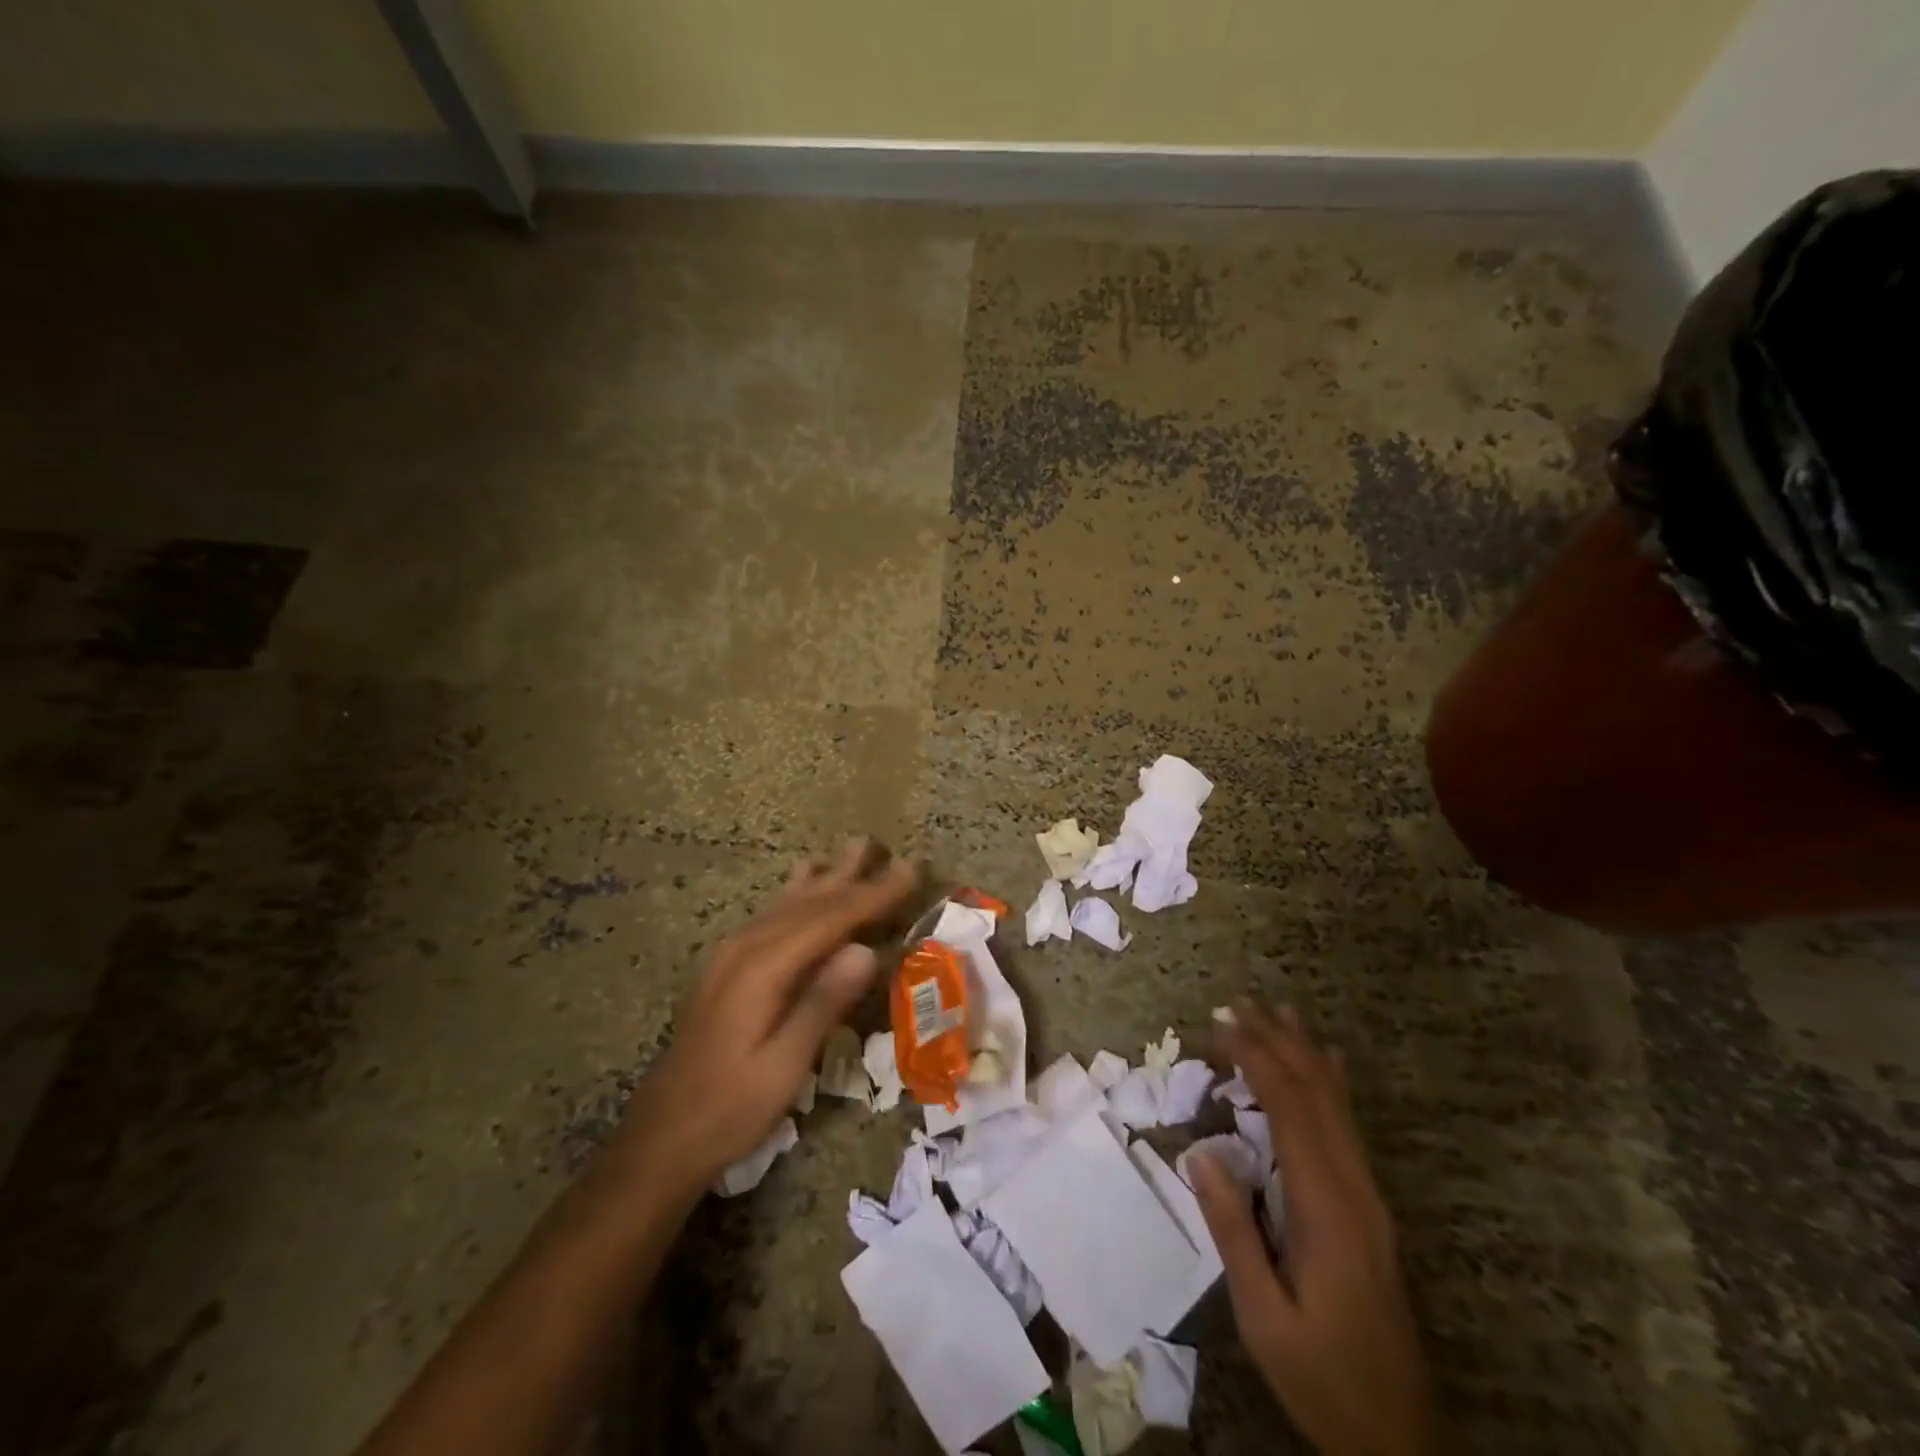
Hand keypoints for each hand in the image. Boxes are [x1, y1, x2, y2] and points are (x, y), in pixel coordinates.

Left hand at [614, 841, 916, 1190]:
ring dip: (826, 878)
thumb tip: (867, 950)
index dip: (873, 894)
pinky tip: (803, 884)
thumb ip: (823, 1004)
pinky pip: (772, 916)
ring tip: (852, 851)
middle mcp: (746, 949)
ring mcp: (731, 955)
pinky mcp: (727, 967)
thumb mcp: (783, 1067)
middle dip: (854, 878)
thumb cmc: (729, 1108)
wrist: (661, 1137)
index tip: (910, 870)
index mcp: (763, 969)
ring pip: (788, 904)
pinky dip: (799, 895)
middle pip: (809, 903)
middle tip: (889, 851)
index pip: (830, 919)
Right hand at [1191, 1003, 1437, 1455]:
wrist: (1400, 1437)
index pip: (1290, 1108)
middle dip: (1276, 1040)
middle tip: (1237, 1002)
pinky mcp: (1369, 1207)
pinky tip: (1324, 1064)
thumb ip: (1234, 1231)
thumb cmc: (1322, 1377)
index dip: (1255, 1057)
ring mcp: (1369, 1196)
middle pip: (1316, 1092)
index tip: (1220, 1024)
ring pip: (1337, 1104)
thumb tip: (1200, 1152)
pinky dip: (1327, 1082)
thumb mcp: (1265, 1317)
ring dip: (1302, 1053)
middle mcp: (1355, 1188)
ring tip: (1276, 1011)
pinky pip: (1347, 1125)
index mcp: (1327, 1207)